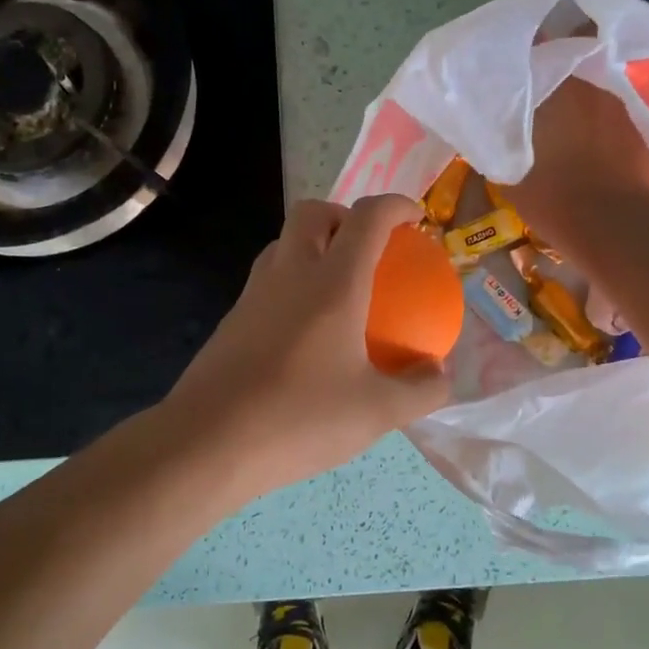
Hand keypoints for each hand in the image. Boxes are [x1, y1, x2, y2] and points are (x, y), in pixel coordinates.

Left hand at [164, 194, 449, 499]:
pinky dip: (291, 283)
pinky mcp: (231, 320)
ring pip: (282, 244)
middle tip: (368, 248)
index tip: (414, 217)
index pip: (366, 218)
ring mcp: (253, 294)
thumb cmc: (299, 418)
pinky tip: (305, 333)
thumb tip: (440, 374)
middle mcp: (289, 274)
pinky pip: (267, 281)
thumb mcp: (376, 413)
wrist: (208, 442)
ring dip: (312, 246)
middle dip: (344, 214)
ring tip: (338, 287)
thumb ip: (420, 390)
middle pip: (313, 213)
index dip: (395, 206)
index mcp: (332, 282)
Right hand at [504, 77, 648, 248]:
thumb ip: (501, 147)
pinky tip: (585, 157)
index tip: (506, 86)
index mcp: (553, 92)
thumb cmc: (553, 198)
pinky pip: (606, 125)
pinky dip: (594, 135)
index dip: (519, 74)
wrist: (614, 225)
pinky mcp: (638, 133)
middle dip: (546, 96)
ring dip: (572, 116)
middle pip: (561, 82)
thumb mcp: (509, 176)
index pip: (532, 64)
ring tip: (558, 140)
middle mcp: (588, 90)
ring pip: (585, 103)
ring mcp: (617, 111)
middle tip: (530, 117)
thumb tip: (494, 137)